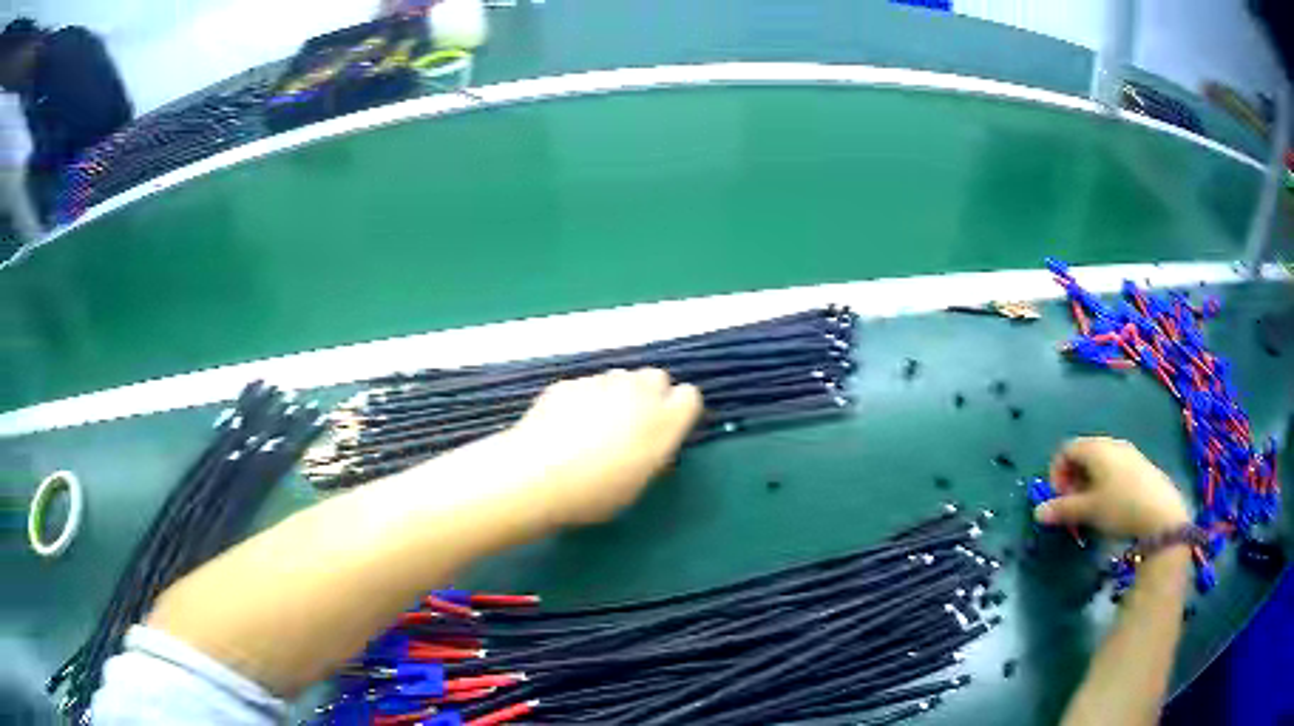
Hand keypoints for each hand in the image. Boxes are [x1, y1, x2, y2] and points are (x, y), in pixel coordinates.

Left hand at [504, 368, 703, 525]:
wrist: (537, 475)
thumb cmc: (594, 492)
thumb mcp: (636, 485)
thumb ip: (651, 458)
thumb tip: (651, 448)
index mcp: (664, 421)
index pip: (690, 396)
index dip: (678, 410)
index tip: (666, 428)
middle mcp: (638, 393)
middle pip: (657, 377)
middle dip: (650, 394)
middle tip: (633, 423)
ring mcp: (601, 382)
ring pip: (621, 376)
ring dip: (617, 392)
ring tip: (596, 423)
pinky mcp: (570, 382)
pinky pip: (587, 384)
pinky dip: (584, 398)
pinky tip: (566, 423)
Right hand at [1035, 437, 1190, 538]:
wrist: (1160, 513)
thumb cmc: (1119, 506)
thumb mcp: (1088, 511)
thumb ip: (1062, 509)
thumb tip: (1037, 512)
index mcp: (1096, 448)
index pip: (1066, 449)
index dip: (1056, 472)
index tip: (1058, 499)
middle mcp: (1111, 443)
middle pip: (1083, 454)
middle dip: (1072, 479)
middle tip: (1072, 505)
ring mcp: (1128, 453)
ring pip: (1099, 462)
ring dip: (1088, 482)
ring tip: (1090, 508)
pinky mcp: (1139, 465)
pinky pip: (1114, 467)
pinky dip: (1104, 482)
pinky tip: (1110, 505)